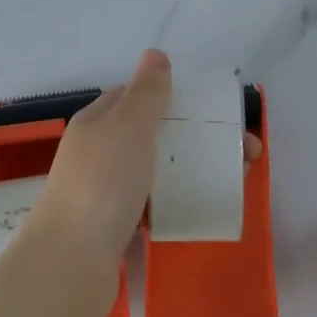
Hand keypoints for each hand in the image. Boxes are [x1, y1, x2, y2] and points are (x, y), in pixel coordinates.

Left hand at [25, 51, 263, 285]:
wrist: (72, 261)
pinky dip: (177, 204)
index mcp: (97, 124)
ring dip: (191, 172)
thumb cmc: (102, 183)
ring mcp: (105, 193)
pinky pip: (153, 208)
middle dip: (196, 138)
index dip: (173, 97)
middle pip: (152, 136)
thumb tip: (155, 54)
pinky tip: (201, 211)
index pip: (134, 98)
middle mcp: (98, 154)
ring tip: (235, 181)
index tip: (214, 109)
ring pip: (155, 173)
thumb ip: (146, 93)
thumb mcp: (127, 126)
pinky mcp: (115, 228)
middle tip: (244, 152)